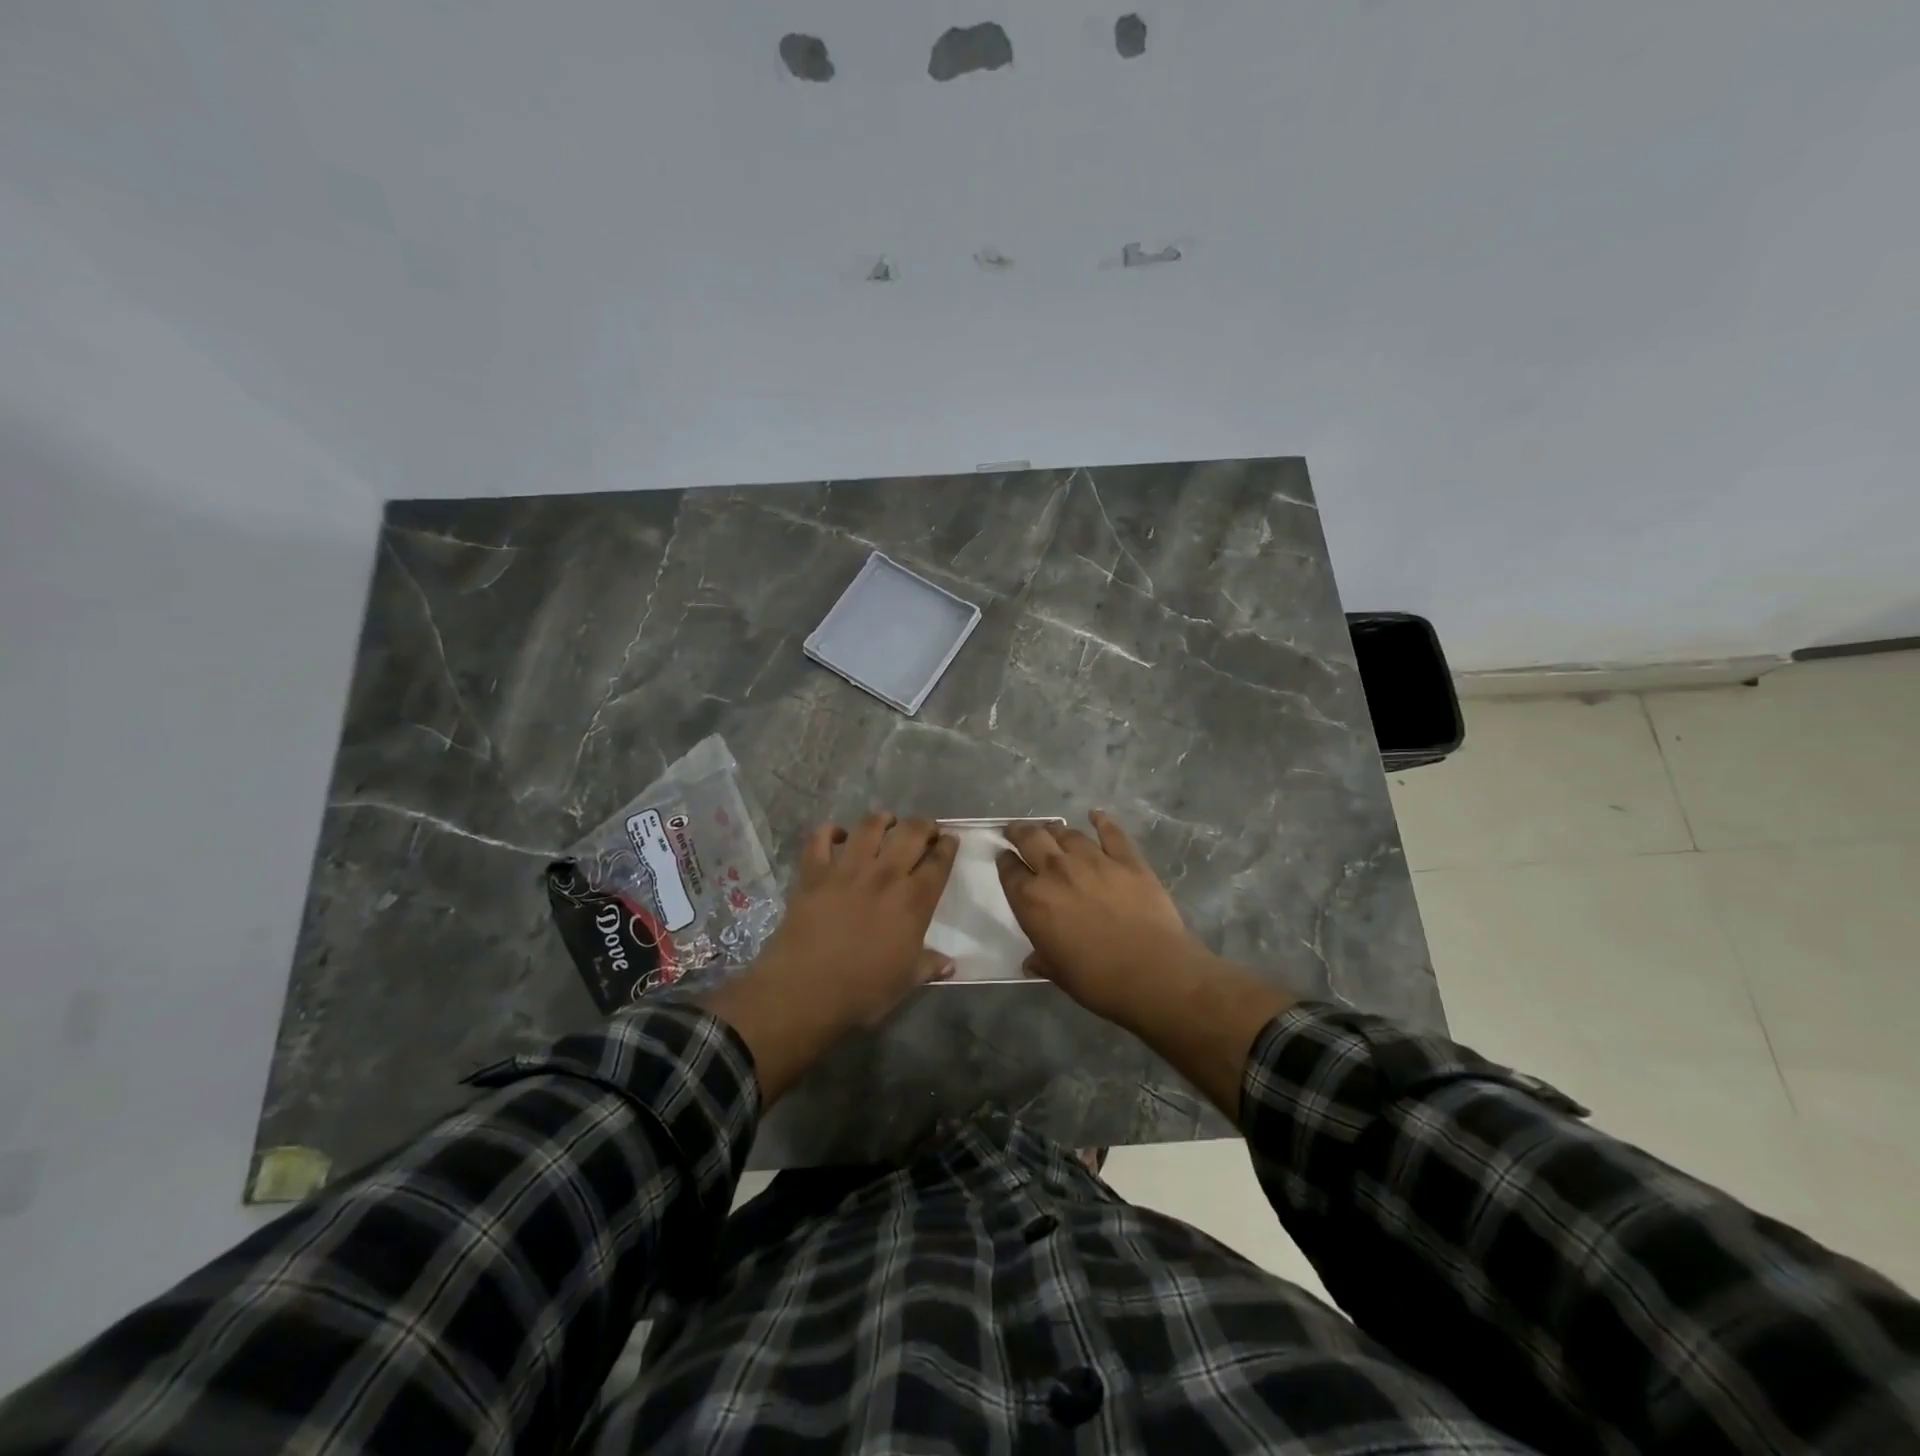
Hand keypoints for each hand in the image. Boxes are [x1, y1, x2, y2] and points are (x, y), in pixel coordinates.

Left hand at [752, 813, 958, 1029]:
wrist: (805, 991)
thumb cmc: (863, 991)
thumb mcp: (906, 982)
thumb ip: (929, 965)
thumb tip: (950, 964)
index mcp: (914, 901)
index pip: (939, 862)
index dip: (947, 847)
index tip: (950, 839)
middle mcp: (885, 875)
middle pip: (910, 833)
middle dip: (923, 825)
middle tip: (924, 828)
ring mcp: (847, 869)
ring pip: (869, 826)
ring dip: (882, 819)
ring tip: (886, 821)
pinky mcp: (814, 872)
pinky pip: (820, 839)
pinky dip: (829, 832)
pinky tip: (836, 835)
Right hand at [997, 811, 1215, 1023]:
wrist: (1153, 972)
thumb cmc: (1098, 981)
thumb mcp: (1058, 973)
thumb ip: (1042, 959)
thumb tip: (1032, 960)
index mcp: (1032, 900)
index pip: (1009, 871)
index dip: (1004, 861)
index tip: (1004, 857)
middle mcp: (1057, 871)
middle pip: (1031, 839)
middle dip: (1020, 832)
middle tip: (1017, 831)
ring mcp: (1093, 860)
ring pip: (1068, 834)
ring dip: (1056, 831)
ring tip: (1053, 831)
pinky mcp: (1127, 859)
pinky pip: (1111, 832)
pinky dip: (1102, 821)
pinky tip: (1096, 815)